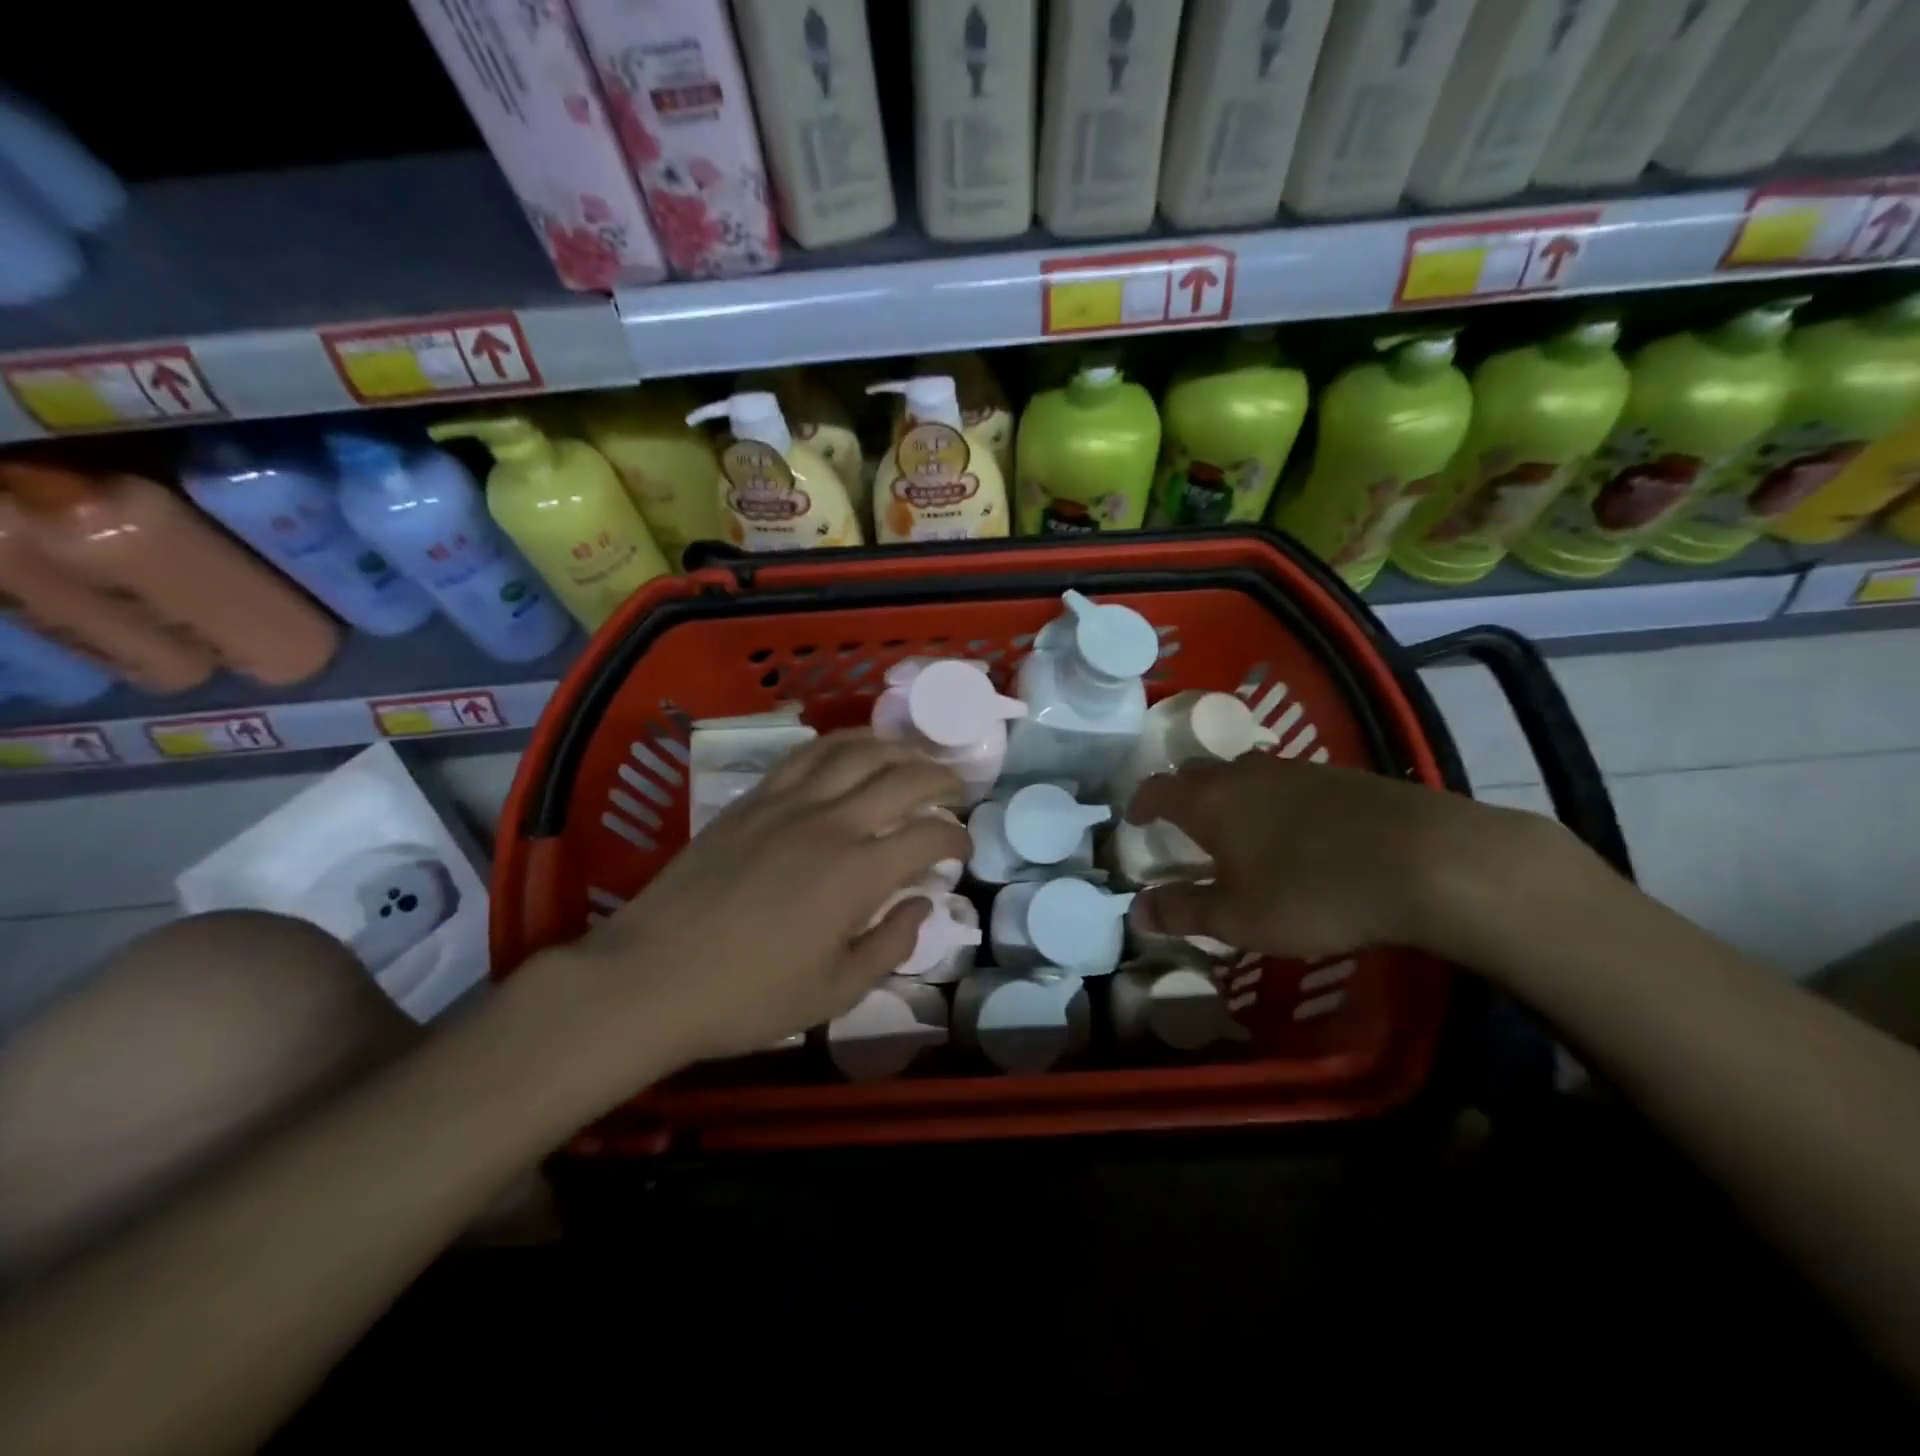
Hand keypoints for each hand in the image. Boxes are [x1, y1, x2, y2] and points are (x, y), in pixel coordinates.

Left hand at [541, 731, 968, 1081]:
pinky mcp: (753, 799)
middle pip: (901, 778)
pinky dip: (841, 744)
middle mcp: (831, 823)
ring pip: (854, 752)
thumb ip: (890, 946)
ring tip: (914, 757)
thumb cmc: (748, 996)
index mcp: (857, 874)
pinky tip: (851, 751)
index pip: (927, 837)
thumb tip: (920, 906)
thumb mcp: (834, 992)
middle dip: (940, 779)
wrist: (651, 976)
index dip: (955, 839)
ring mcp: (788, 803)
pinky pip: (806, 755)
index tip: (962, 849)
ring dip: (895, 748)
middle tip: (955, 791)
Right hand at [1125, 755, 1577, 962]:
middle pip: (1200, 772)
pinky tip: (1298, 830)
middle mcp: (1246, 773)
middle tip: (1182, 822)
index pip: (1159, 788)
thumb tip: (1136, 910)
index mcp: (1210, 801)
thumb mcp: (1238, 918)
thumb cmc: (1311, 892)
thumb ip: (1183, 912)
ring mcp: (1298, 770)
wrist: (1426, 861)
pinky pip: (1290, 782)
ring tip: (1238, 826)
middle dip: (1183, 793)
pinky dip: (1276, 800)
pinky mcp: (1343, 778)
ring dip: (1231, 794)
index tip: (1134, 819)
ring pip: (1247, 773)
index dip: (1141, 802)